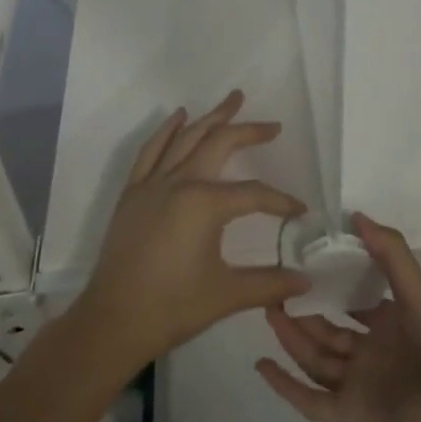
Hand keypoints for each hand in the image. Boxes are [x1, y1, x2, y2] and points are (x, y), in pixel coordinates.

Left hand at [72, 92, 310, 374]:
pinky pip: (151, 150)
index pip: (254, 194)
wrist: (113, 322)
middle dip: (248, 130)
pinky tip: (179, 116)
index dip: (280, 201)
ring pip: (187, 138)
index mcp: (206, 203)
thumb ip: (269, 283)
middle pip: (220, 144)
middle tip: (272, 125)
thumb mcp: (227, 295)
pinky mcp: (133, 192)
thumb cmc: (172, 307)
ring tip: (232, 100)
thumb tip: (307, 283)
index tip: (300, 210)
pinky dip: (167, 130)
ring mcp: (153, 183)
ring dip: (212, 117)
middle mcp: (180, 182)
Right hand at [256, 214, 420, 421]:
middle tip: (272, 286)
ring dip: (291, 338)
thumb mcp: (419, 293)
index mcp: (390, 321)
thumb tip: (356, 215)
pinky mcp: (352, 414)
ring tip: (266, 311)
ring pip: (316, 357)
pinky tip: (263, 364)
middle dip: (301, 309)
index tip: (300, 258)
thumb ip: (391, 254)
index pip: (351, 297)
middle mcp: (371, 350)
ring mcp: (360, 383)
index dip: (328, 280)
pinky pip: (313, 401)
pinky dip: (287, 386)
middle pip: (327, 328)